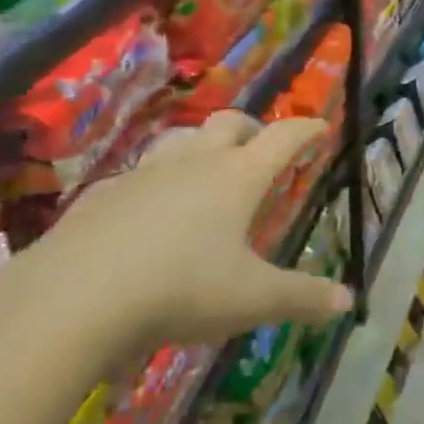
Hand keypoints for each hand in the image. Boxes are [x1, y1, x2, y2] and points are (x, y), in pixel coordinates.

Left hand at [14, 113, 352, 358]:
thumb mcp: (251, 300)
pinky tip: (146, 209)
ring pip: (181, 139)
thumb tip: (348, 300)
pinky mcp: (103, 194)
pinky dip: (153, 181)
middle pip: (229, 122)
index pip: (283, 137)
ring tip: (206, 169)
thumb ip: (302, 298)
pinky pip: (136, 174)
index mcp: (238, 176)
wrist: (74, 297)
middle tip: (260, 147)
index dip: (306, 129)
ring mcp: (145, 174)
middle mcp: (195, 162)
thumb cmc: (180, 289)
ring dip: (201, 145)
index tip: (321, 126)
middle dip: (252, 128)